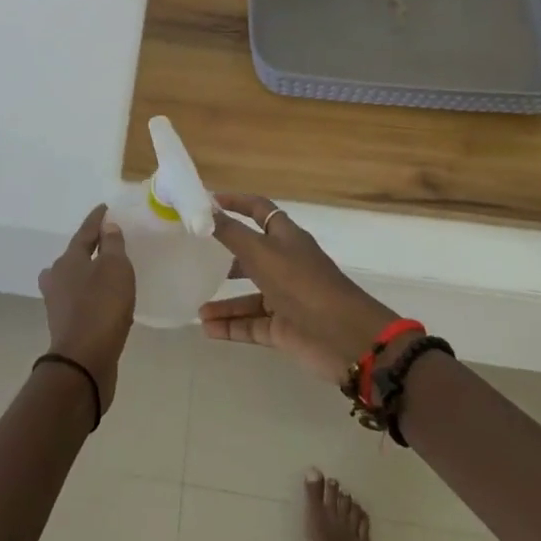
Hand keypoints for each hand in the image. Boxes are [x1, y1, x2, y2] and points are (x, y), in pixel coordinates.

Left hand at [38, 205, 135, 409]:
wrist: (83, 362)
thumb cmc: (101, 307)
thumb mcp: (115, 268)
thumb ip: (112, 244)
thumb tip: (107, 226)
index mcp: (68, 260)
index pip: (85, 232)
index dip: (97, 219)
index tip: (106, 209)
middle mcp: (57, 278)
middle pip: (74, 256)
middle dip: (89, 248)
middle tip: (108, 242)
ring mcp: (58, 304)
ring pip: (74, 280)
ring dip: (90, 274)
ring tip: (108, 273)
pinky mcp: (65, 326)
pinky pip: (81, 301)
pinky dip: (92, 296)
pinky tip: (107, 303)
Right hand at [202, 194, 400, 384]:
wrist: (345, 338)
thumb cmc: (302, 284)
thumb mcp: (261, 253)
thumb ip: (230, 233)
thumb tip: (203, 209)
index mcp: (285, 237)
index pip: (258, 210)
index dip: (236, 203)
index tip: (207, 203)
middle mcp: (285, 263)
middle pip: (251, 254)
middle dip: (225, 256)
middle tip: (195, 257)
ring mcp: (286, 298)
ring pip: (249, 296)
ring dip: (224, 301)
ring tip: (197, 309)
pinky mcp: (285, 329)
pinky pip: (252, 325)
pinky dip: (231, 326)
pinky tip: (207, 329)